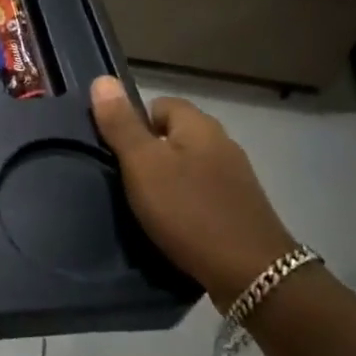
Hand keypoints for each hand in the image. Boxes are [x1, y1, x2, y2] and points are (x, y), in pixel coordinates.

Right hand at [90, 76, 297, 307]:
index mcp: (199, 125)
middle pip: (174, 136)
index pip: (159, 104)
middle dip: (148, 154)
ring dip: (167, 181)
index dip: (134, 123)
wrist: (252, 275)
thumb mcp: (143, 165)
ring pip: (187, 166)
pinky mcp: (241, 209)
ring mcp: (235, 178)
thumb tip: (102, 79)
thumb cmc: (189, 211)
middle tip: (126, 181)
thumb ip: (121, 124)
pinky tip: (173, 226)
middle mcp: (222, 143)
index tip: (117, 152)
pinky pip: (202, 194)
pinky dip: (185, 205)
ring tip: (145, 207)